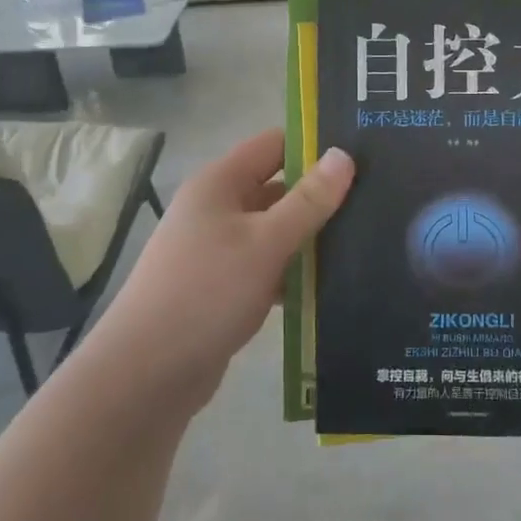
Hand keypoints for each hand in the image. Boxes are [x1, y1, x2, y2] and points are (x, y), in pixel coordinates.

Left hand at [87, 130, 353, 411]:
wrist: (146, 376)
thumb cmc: (206, 293)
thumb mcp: (265, 242)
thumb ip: (308, 201)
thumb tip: (344, 155)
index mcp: (220, 183)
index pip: (274, 145)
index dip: (314, 144)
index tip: (362, 155)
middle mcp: (217, 208)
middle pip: (277, 187)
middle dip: (320, 194)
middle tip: (375, 201)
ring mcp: (218, 249)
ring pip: (275, 230)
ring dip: (310, 237)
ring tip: (366, 240)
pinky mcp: (223, 287)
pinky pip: (267, 266)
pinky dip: (294, 272)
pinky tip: (333, 284)